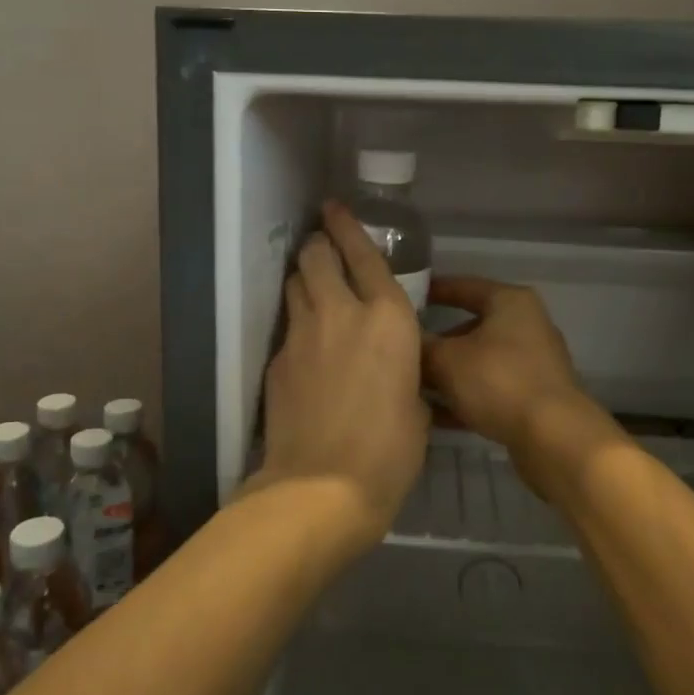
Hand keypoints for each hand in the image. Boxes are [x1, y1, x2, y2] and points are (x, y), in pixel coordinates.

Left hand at [253, 202, 429, 547]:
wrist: (323, 486)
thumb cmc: (389, 451)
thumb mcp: (416, 406)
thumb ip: (405, 372)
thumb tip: (393, 371)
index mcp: (388, 319)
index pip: (364, 254)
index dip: (348, 226)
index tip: (335, 208)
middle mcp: (342, 312)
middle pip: (316, 255)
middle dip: (318, 244)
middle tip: (322, 247)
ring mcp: (302, 333)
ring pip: (295, 283)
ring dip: (304, 277)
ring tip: (312, 284)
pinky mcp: (277, 359)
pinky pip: (287, 325)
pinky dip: (297, 322)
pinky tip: (306, 342)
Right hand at [422, 277, 618, 499]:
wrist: (553, 437)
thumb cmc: (498, 381)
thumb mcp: (446, 360)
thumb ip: (421, 346)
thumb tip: (404, 341)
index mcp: (510, 302)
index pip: (464, 286)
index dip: (433, 291)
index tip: (404, 299)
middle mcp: (527, 326)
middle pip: (472, 327)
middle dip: (438, 342)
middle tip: (405, 351)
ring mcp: (534, 363)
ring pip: (480, 362)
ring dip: (449, 374)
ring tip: (414, 387)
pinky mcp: (535, 397)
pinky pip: (491, 390)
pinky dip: (466, 398)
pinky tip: (436, 417)